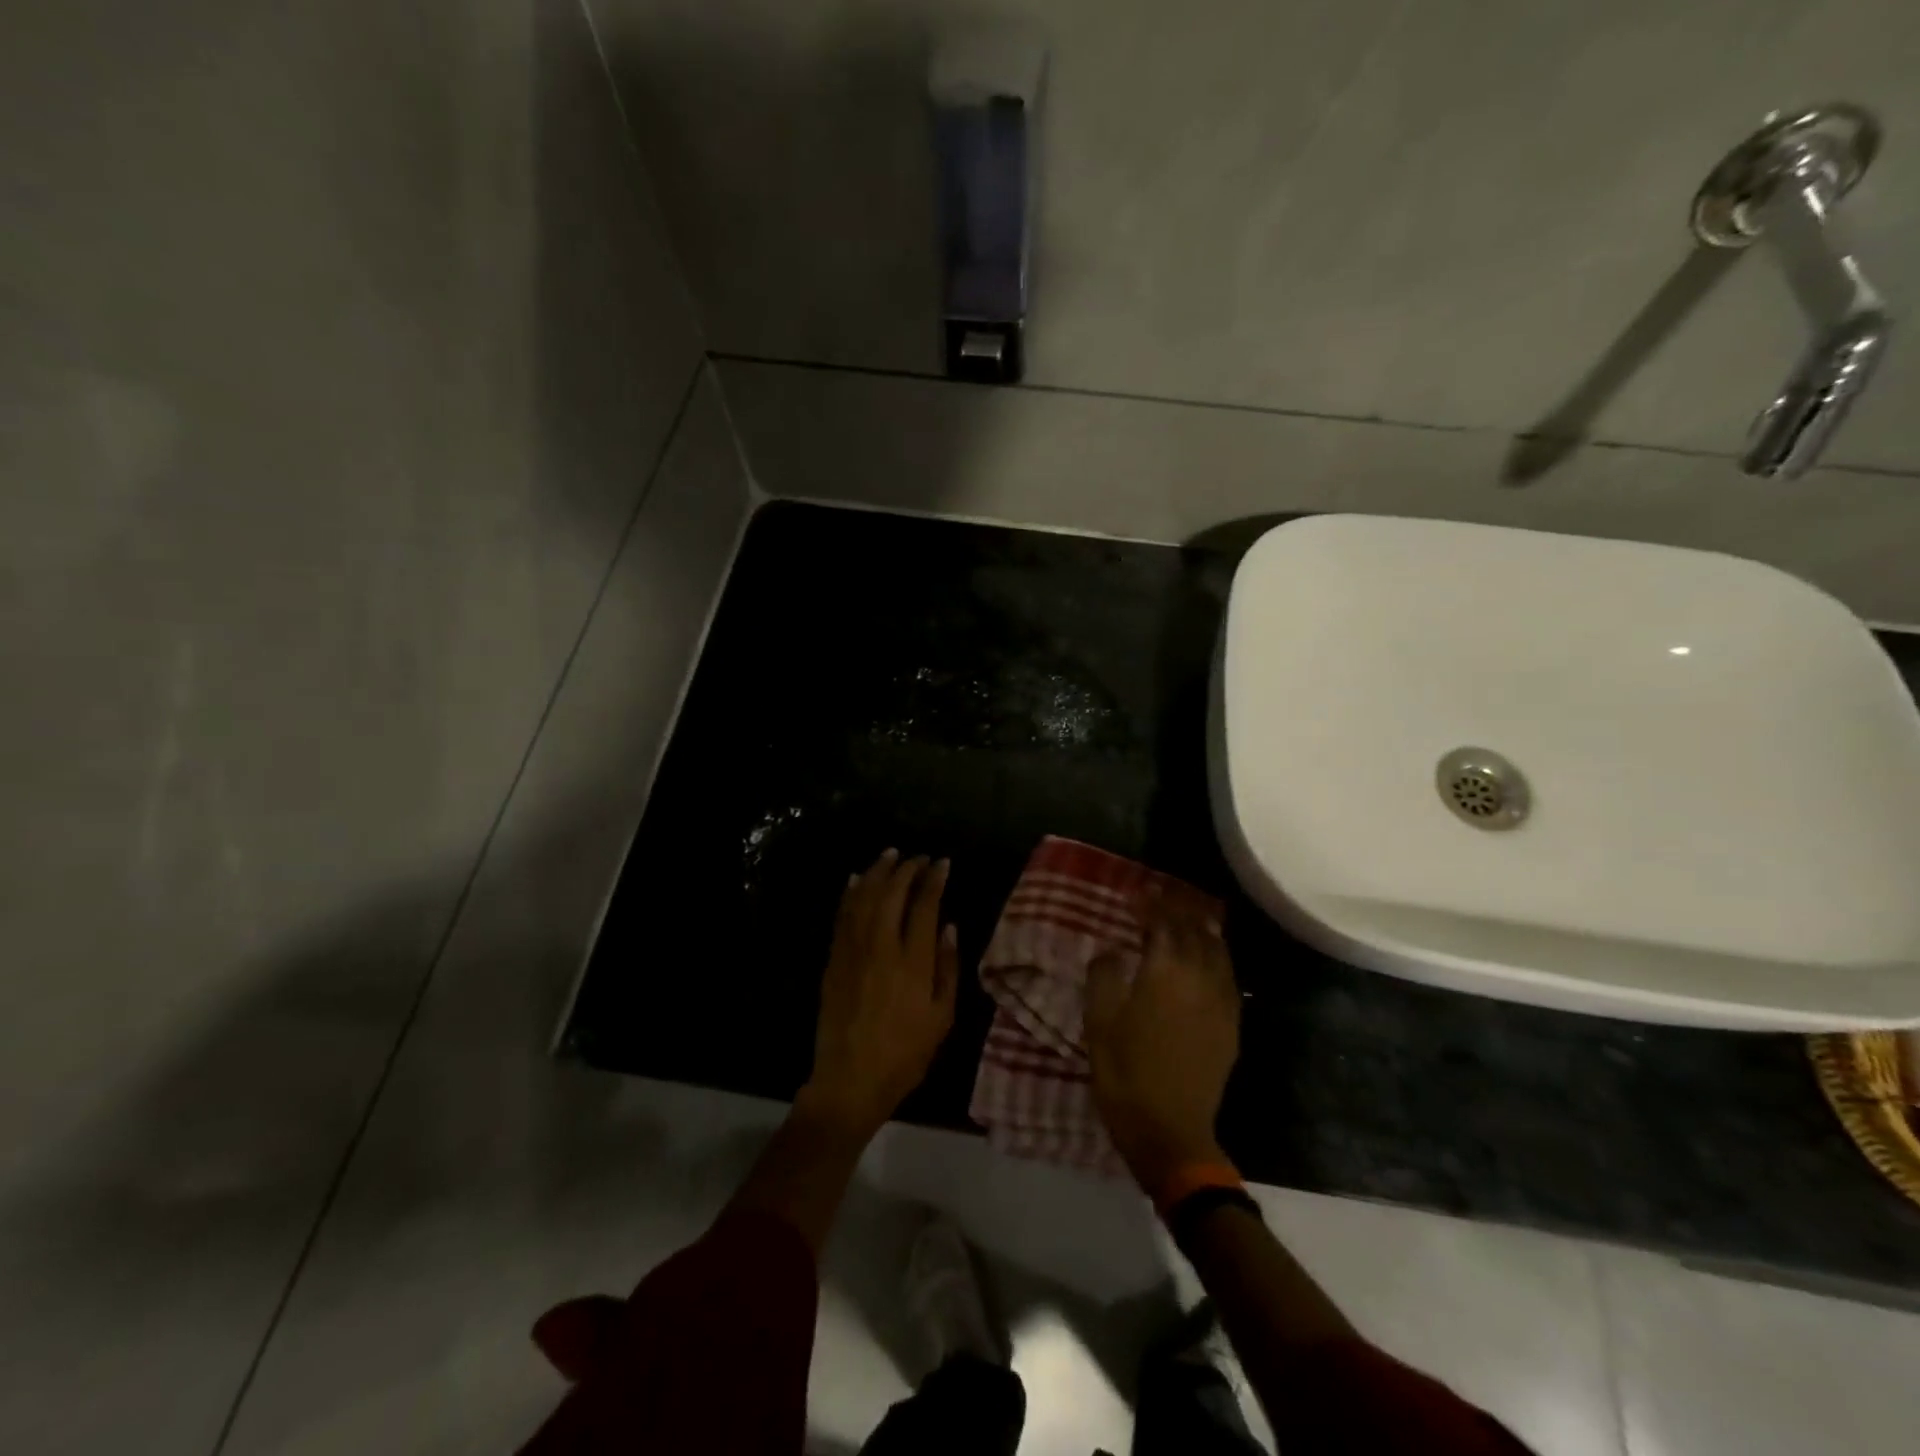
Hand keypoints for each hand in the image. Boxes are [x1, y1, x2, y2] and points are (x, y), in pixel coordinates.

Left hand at [801, 849, 959, 1138]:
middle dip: (907, 869)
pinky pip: (841, 916)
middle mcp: (882, 948)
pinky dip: (849, 893)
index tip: (942, 863)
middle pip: (892, 894)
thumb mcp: (942, 1018)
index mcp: (914, 962)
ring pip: (863, 898)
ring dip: (877, 872)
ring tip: (890, 855)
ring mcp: (853, 951)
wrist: (850, 1080)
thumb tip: (949, 926)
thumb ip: (948, 968)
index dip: (934, 880)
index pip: (925, 906)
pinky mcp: (834, 960)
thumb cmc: (905, 1054)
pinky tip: (855, 879)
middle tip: (919, 857)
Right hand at [1085, 893, 1240, 1194]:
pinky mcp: (1231, 1025)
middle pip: (1196, 930)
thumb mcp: (1099, 1022)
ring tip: (1189, 916)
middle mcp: (1200, 978)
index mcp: (1166, 973)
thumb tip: (1113, 949)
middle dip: (1179, 909)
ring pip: (1218, 951)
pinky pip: (1229, 977)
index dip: (1151, 904)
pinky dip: (1217, 956)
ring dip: (1203, 928)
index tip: (1137, 893)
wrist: (1171, 1132)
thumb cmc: (1126, 1074)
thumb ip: (1104, 976)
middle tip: (1163, 897)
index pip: (1164, 923)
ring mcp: (1221, 1002)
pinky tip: (1208, 958)